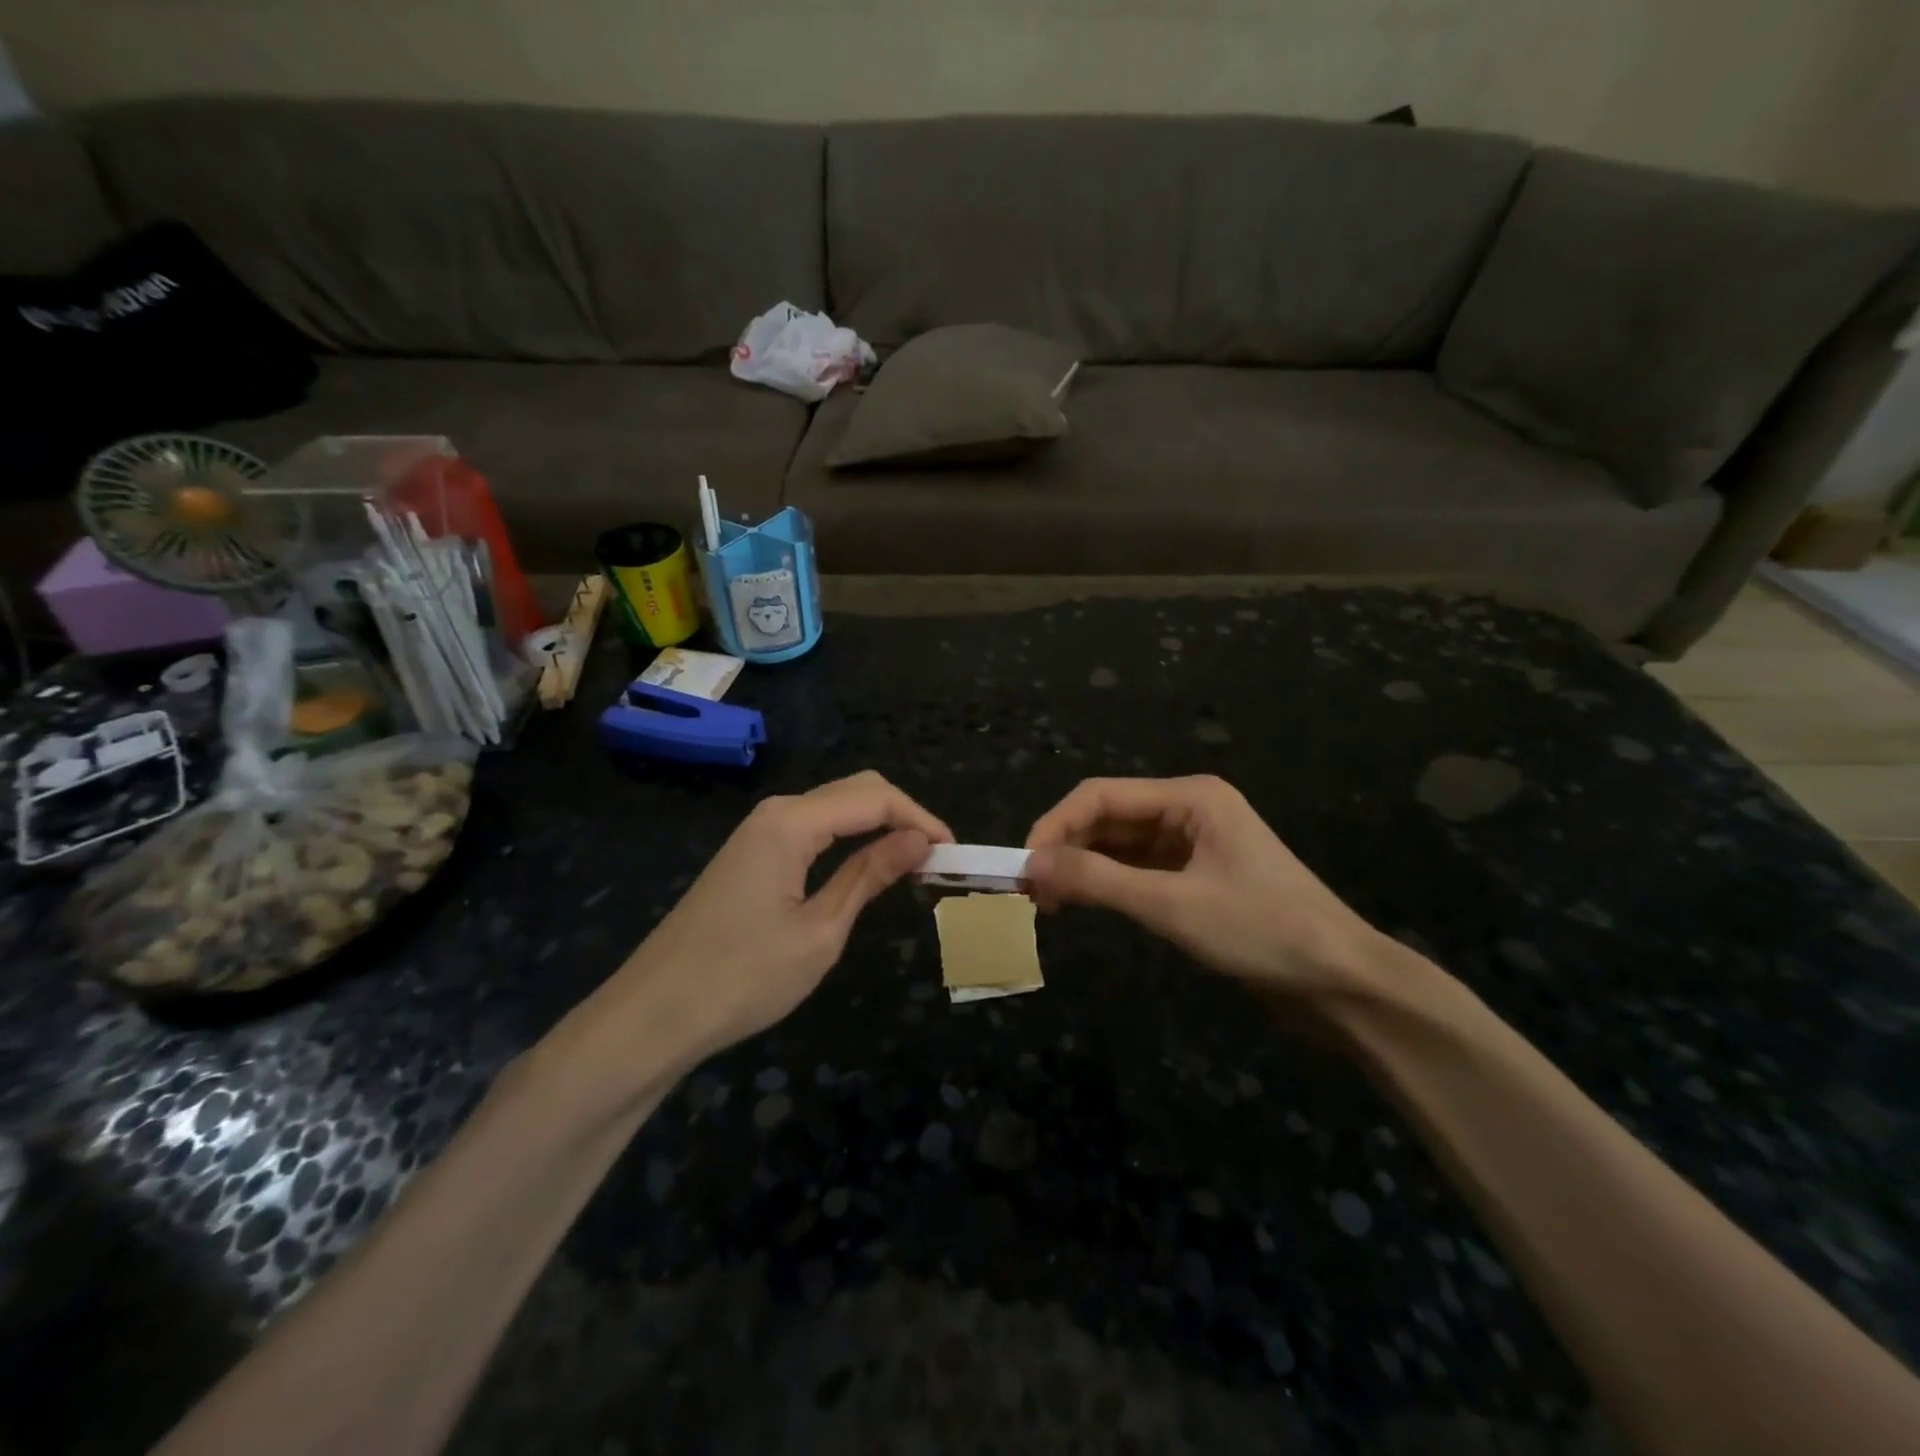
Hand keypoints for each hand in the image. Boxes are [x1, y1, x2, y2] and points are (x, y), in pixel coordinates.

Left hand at [568, 772, 951, 1090]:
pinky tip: (867, 867)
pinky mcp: (752, 854)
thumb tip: (919, 840)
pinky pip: (813, 830)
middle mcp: (776, 812)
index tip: (955, 852)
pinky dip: (850, 840)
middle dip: (903, 815)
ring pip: (835, 808)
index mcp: (792, 822)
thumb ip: (869, 875)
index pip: (874, 797)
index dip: (921, 818)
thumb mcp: (820, 931)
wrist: (654, 1015)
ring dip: (878, 827)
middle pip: (855, 791)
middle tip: (938, 859)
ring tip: (914, 865)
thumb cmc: (742, 977)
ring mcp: (759, 832)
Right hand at [1024, 775, 1388, 999]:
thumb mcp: (1171, 905)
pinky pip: (1140, 869)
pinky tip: (1087, 904)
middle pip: (1110, 817)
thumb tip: (1029, 865)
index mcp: (1190, 797)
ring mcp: (1196, 844)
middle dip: (1067, 848)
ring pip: (1121, 845)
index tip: (1020, 866)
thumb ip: (1096, 880)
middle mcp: (1190, 810)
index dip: (1054, 826)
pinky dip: (1110, 883)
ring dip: (1085, 867)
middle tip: (1030, 891)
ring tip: (1050, 903)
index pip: (1101, 796)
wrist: (1343, 983)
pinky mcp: (1198, 876)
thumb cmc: (1262, 932)